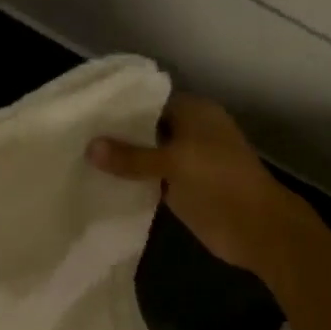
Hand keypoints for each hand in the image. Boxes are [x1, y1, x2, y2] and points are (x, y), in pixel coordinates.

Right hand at [89, 93, 313, 275]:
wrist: (256, 229)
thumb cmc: (221, 182)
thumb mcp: (174, 162)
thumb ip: (131, 156)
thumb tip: (89, 147)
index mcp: (195, 113)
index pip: (150, 100)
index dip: (120, 105)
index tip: (86, 110)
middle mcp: (188, 132)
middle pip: (145, 128)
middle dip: (115, 134)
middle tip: (74, 135)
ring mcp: (184, 162)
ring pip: (145, 155)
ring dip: (120, 160)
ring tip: (77, 157)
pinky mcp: (179, 188)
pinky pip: (148, 179)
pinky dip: (129, 181)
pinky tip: (98, 183)